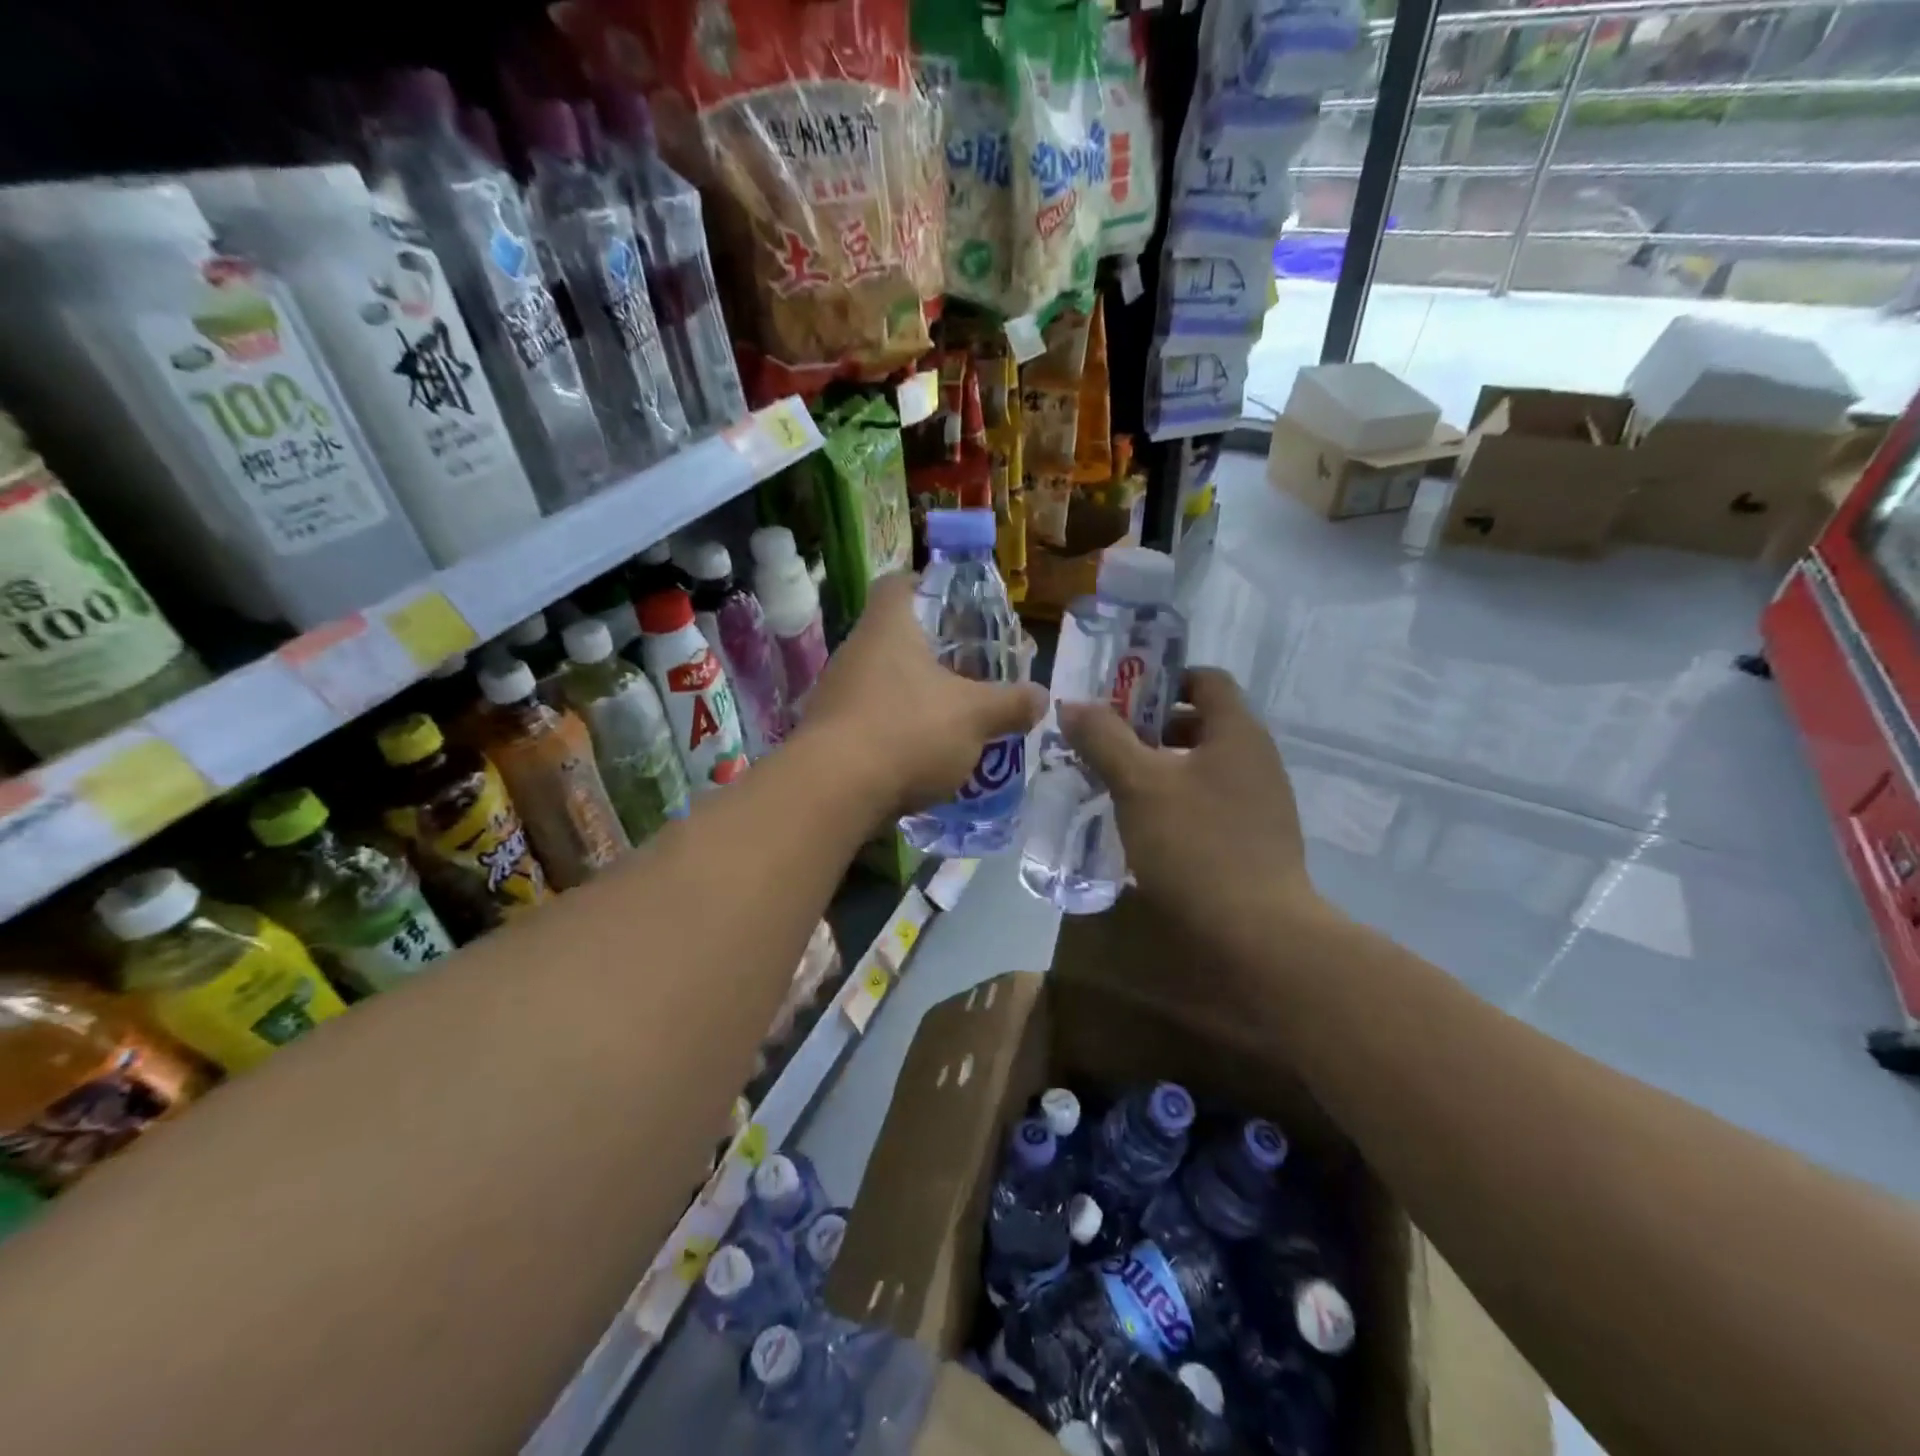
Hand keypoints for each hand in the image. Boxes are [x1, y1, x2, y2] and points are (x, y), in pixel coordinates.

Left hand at [801, 573, 1045, 816]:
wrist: (834, 791)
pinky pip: (871, 719)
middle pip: (896, 636)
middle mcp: (856, 651)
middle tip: (971, 669)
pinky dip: (898, 730)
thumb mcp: (976, 716)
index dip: (928, 585)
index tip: (957, 605)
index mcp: (889, 627)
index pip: (899, 583)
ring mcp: (836, 693)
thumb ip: (1011, 703)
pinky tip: (924, 754)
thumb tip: (1041, 696)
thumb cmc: (908, 730)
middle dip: (934, 652)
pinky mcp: (829, 733)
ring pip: (884, 681)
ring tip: (954, 716)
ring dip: (917, 695)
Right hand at [1058, 667, 1325, 948]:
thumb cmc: (1196, 844)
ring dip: (1158, 769)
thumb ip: (1104, 739)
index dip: (1161, 680)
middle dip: (1148, 729)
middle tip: (1104, 746)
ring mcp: (1259, 803)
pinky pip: (1208, 803)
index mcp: (1237, 732)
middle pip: (1199, 723)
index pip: (1205, 679)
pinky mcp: (1254, 841)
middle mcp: (1255, 759)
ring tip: (1114, 787)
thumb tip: (1073, 705)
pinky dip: (1174, 803)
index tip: (1118, 700)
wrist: (1257, 934)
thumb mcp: (1138, 785)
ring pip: (1200, 767)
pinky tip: (1143, 828)